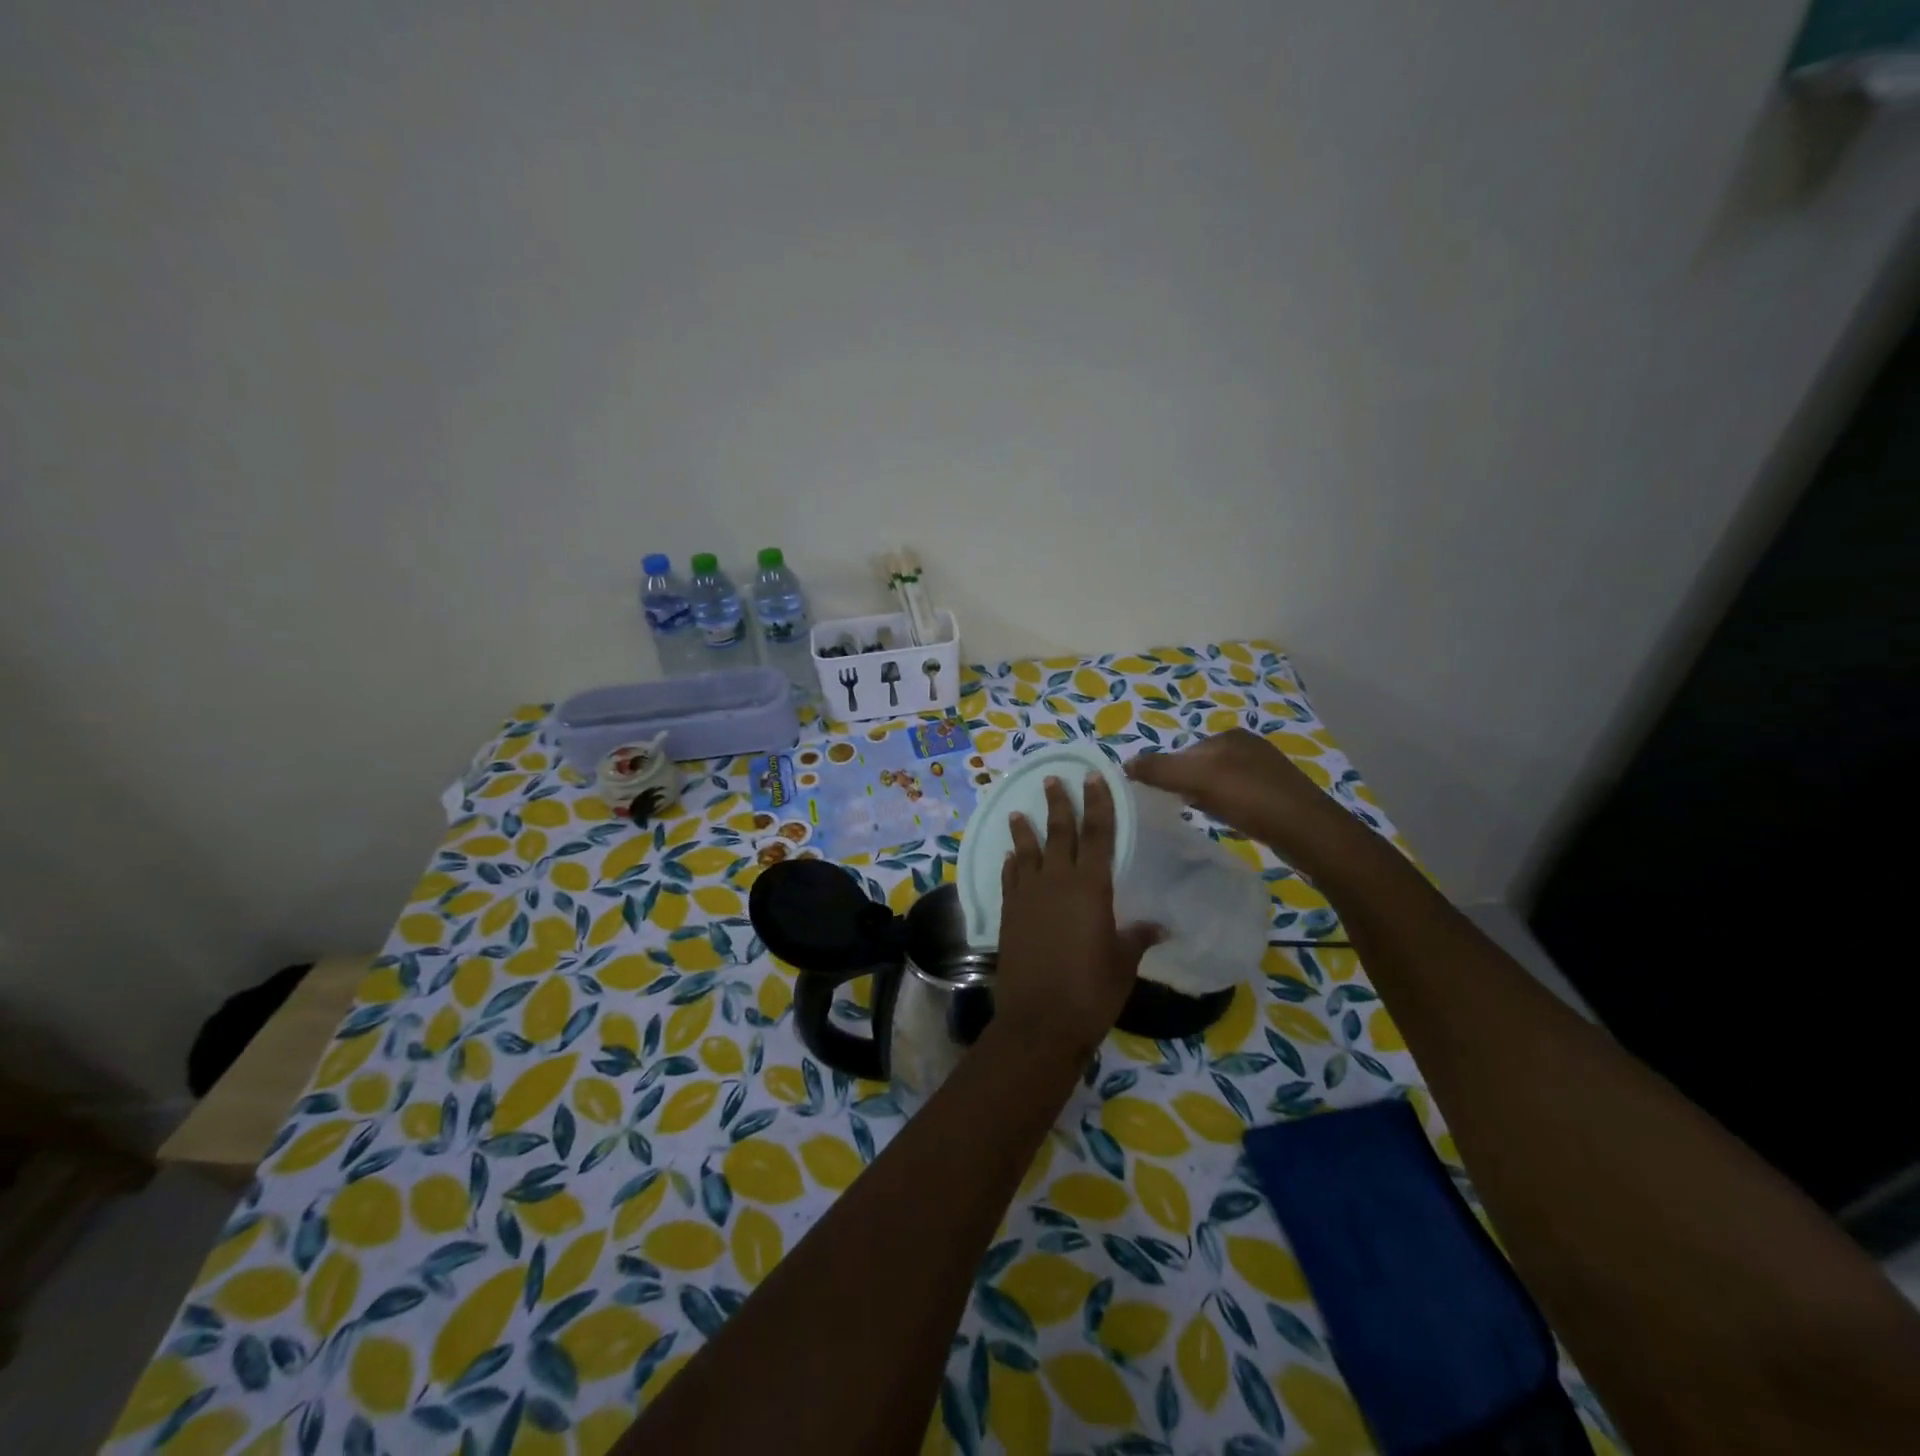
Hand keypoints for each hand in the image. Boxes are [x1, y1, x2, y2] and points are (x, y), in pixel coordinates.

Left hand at [996, 773, 1161, 1059]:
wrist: (1040, 1021)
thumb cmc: (1091, 991)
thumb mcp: (1123, 963)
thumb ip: (1137, 937)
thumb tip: (1160, 926)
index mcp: (1090, 887)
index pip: (1097, 833)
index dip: (1097, 802)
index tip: (1093, 776)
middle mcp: (1056, 881)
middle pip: (1059, 832)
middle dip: (1059, 804)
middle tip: (1053, 779)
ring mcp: (1028, 896)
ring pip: (1027, 851)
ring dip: (1025, 829)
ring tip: (1020, 811)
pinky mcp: (1008, 914)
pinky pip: (1010, 878)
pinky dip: (1012, 863)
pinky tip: (1011, 856)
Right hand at [1127, 729, 1356, 866]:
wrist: (1309, 833)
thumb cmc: (1251, 799)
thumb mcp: (1197, 780)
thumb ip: (1160, 770)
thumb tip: (1124, 764)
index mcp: (1231, 735)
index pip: (1184, 751)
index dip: (1168, 773)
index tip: (1162, 797)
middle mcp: (1250, 746)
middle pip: (1200, 766)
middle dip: (1187, 786)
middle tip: (1180, 810)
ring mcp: (1267, 770)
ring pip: (1220, 783)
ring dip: (1206, 798)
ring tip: (1204, 817)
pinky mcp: (1279, 795)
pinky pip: (1239, 797)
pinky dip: (1227, 808)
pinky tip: (1230, 822)